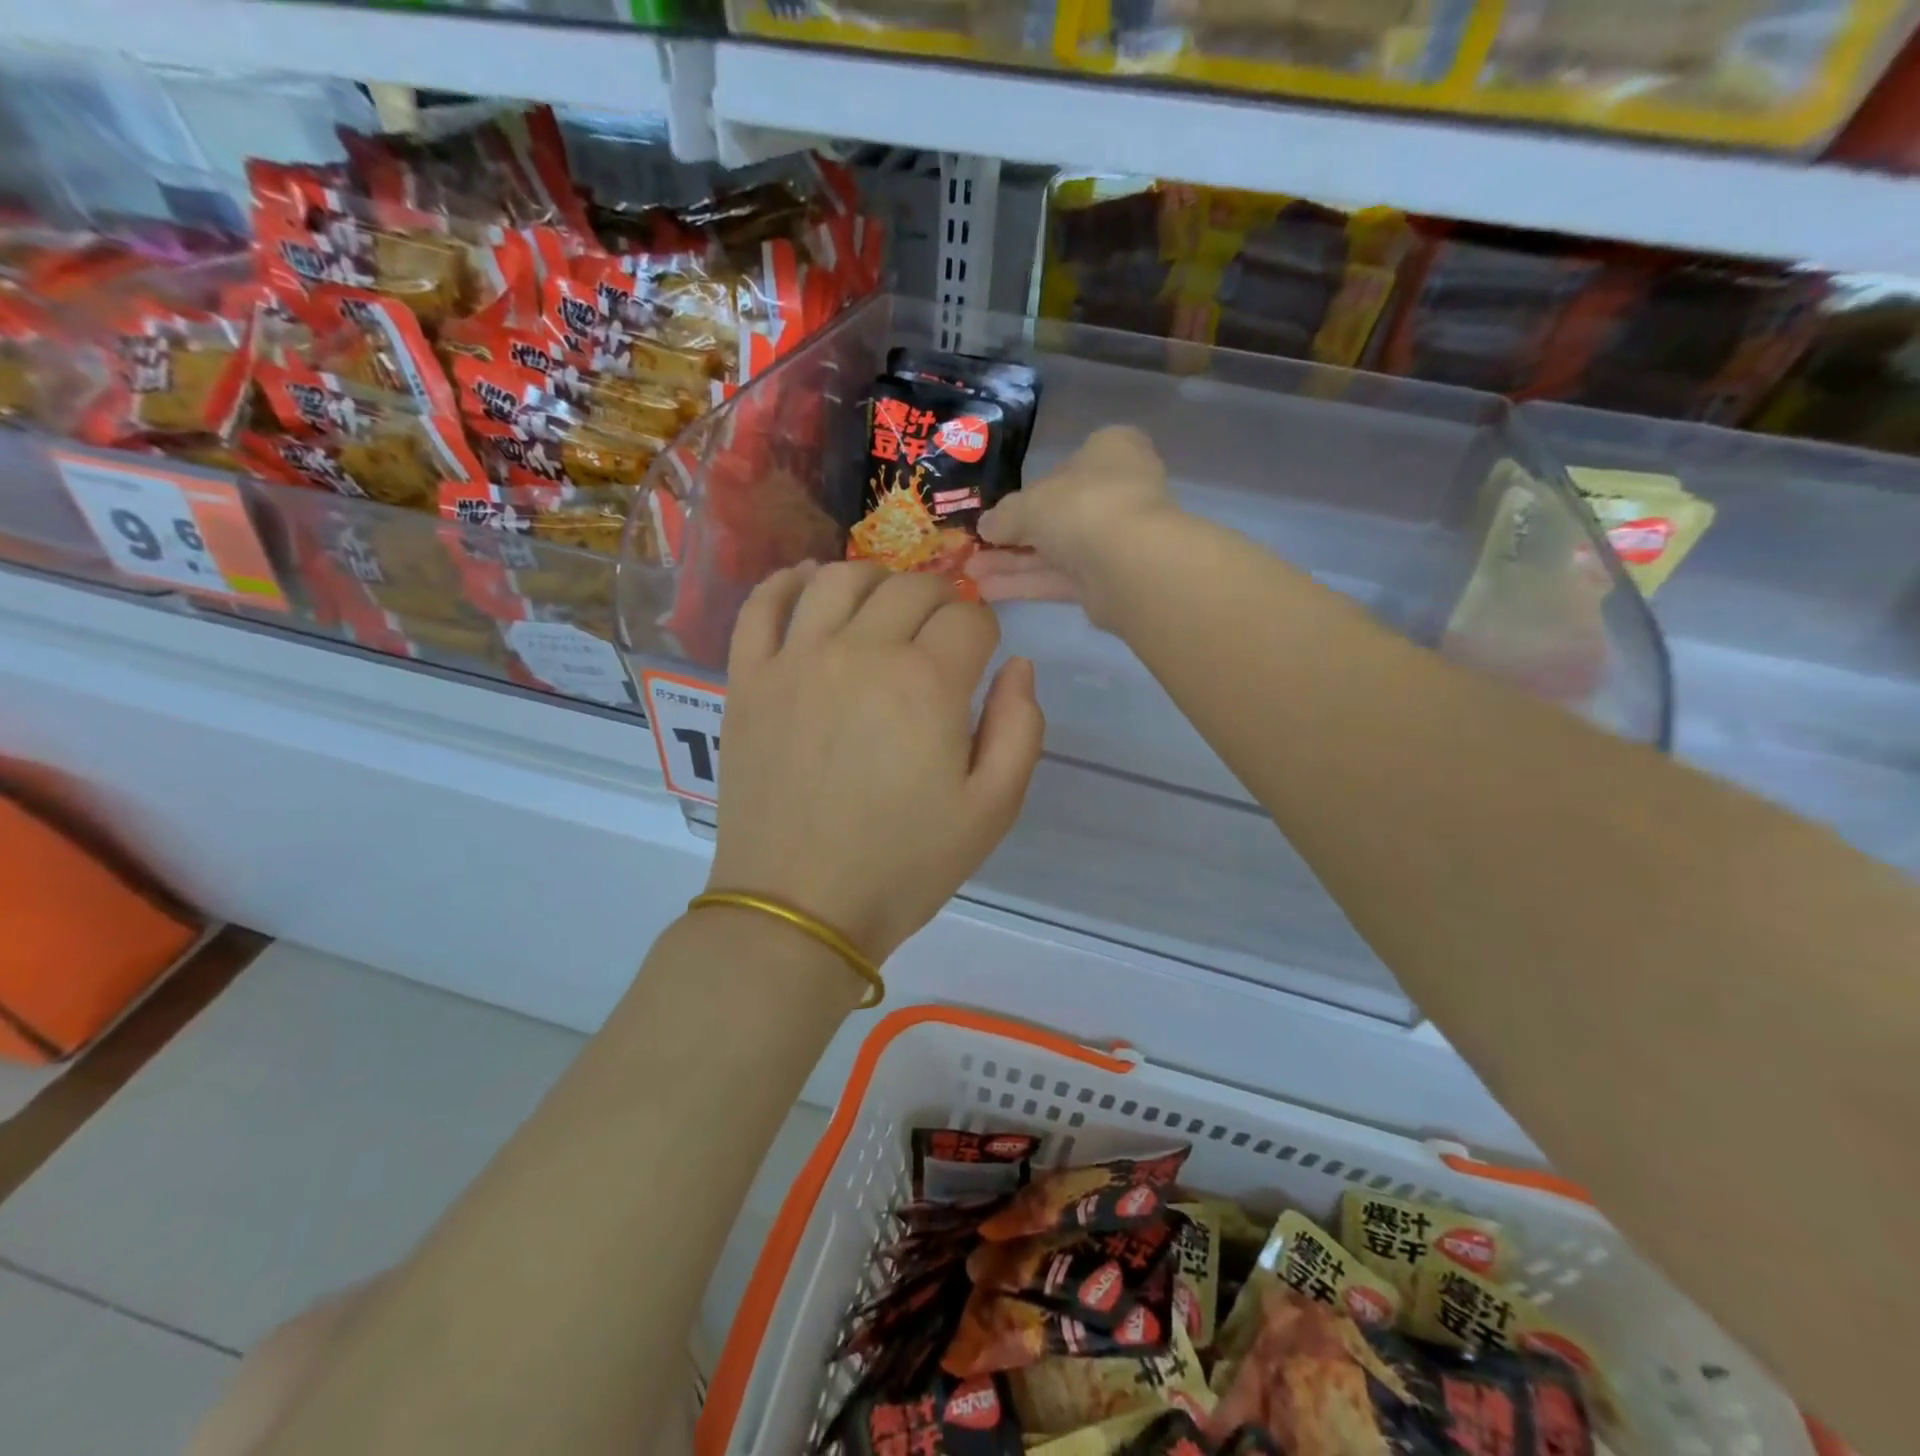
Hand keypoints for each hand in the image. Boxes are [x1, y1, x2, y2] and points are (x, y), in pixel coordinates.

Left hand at [705, 560, 1044, 962]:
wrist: (799, 908)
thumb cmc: (904, 865)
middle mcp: (860, 652)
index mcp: (926, 683)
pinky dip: (787, 582)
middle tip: (942, 634)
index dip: (985, 632)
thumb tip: (1017, 666)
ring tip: (885, 606)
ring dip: (875, 580)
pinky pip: (761, 605)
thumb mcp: (992, 809)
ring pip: (839, 579)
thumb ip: (1020, 728)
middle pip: (910, 588)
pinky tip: (808, 585)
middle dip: (940, 601)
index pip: (969, 618)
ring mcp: (795, 660)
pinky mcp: (748, 679)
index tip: (981, 658)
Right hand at [969, 426, 1177, 627]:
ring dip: (1012, 563)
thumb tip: (985, 526)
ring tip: (970, 574)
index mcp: (1109, 452)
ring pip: (1055, 551)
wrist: (1126, 562)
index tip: (1000, 508)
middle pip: (1057, 514)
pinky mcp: (1108, 580)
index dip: (1031, 488)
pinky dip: (1026, 584)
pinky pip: (1060, 579)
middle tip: (975, 548)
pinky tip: (987, 591)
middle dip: (1013, 535)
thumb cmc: (1080, 506)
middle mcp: (1117, 491)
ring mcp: (1115, 539)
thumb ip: (1003, 515)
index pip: (1067, 465)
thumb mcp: (1028, 503)